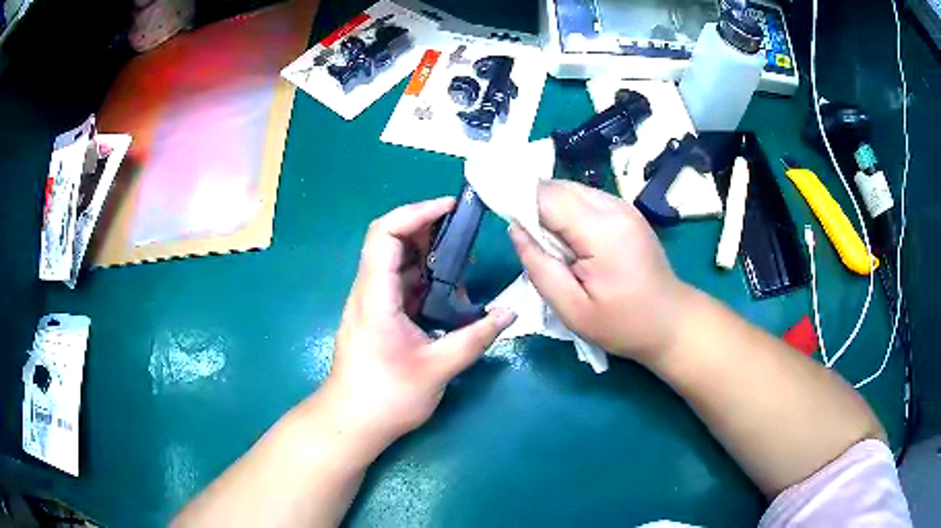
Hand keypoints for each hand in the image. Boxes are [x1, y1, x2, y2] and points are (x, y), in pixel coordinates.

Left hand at [324, 197, 515, 449]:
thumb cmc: (386, 397)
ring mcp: (371, 304)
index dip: (416, 213)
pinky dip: (426, 280)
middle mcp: (368, 292)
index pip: (385, 234)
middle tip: (465, 233)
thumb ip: (475, 338)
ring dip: (429, 256)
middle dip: (428, 229)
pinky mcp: (378, 317)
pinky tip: (450, 292)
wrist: (351, 423)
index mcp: (375, 296)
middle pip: (391, 241)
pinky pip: (401, 285)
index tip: (450, 208)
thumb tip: (509, 313)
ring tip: (464, 262)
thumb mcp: (437, 368)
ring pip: (398, 263)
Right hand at [509, 181, 689, 364]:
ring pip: (569, 189)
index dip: (517, 200)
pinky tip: (569, 240)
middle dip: (531, 204)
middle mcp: (614, 207)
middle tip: (525, 238)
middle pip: (557, 187)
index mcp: (602, 231)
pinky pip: (584, 199)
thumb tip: (515, 229)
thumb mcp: (572, 309)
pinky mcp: (625, 210)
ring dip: (549, 208)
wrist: (671, 321)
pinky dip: (567, 212)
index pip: (547, 196)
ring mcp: (623, 205)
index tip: (500, 214)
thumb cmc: (623, 323)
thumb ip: (539, 267)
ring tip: (549, 244)